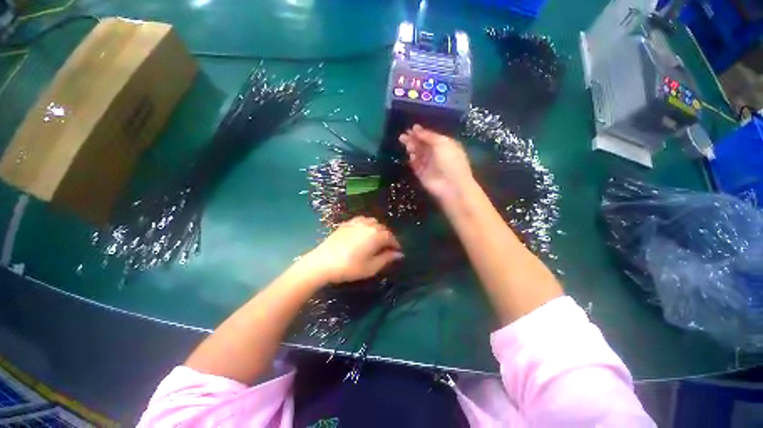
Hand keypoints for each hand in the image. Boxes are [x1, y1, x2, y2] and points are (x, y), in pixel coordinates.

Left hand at [300, 217, 402, 284]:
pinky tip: (364, 232)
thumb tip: (399, 254)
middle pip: (383, 228)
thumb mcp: (371, 267)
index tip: (397, 252)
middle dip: (388, 237)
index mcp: (376, 235)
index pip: (391, 237)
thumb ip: (387, 258)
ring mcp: (356, 222)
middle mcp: (368, 225)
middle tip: (387, 249)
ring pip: (373, 222)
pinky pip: (362, 220)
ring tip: (376, 240)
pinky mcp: (347, 223)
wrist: (323, 262)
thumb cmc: (350, 267)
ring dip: (378, 230)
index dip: (396, 245)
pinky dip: (367, 225)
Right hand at [398, 125, 473, 202]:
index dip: (421, 133)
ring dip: (411, 148)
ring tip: (406, 144)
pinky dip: (412, 160)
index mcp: (444, 145)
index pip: (430, 137)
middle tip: (403, 136)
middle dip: (413, 140)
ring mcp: (428, 165)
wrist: (451, 185)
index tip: (411, 128)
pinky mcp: (422, 174)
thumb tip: (416, 129)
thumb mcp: (442, 143)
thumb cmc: (450, 161)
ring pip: (417, 154)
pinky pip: (415, 165)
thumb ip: (428, 136)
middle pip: (422, 145)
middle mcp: (436, 154)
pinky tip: (411, 156)